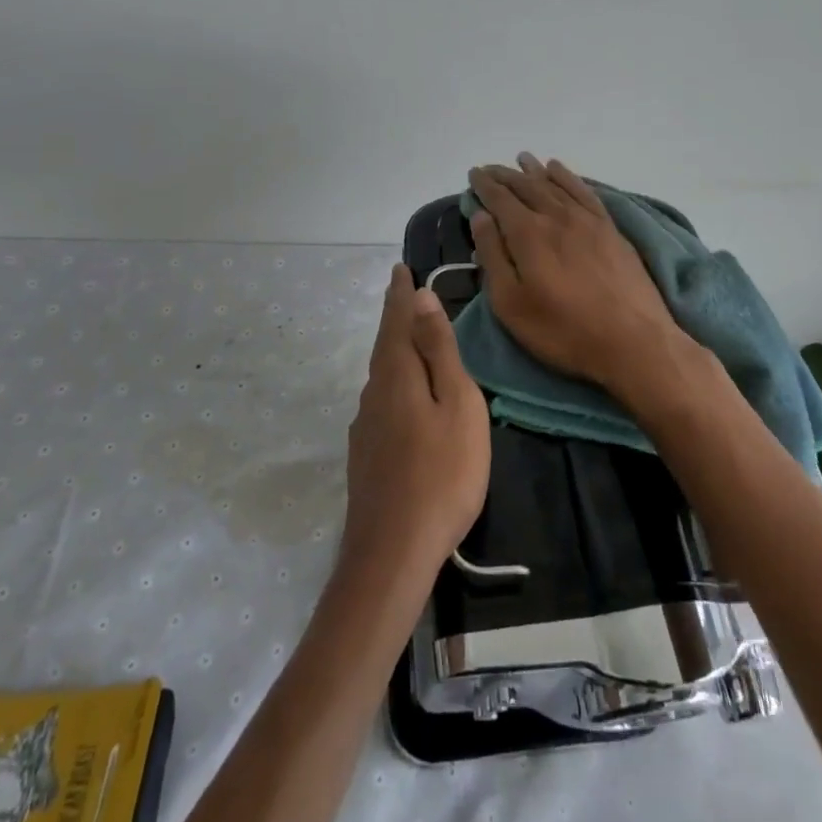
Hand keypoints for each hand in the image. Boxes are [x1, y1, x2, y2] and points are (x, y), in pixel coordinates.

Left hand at [339, 264, 490, 584]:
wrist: (393, 552)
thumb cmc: (442, 473)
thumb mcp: (456, 404)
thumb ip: (439, 351)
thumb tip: (422, 298)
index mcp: (397, 374)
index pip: (397, 320)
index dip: (400, 294)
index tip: (401, 268)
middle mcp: (374, 392)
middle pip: (385, 343)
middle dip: (394, 315)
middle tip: (400, 290)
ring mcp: (365, 425)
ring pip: (381, 372)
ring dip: (393, 346)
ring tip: (405, 333)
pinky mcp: (366, 453)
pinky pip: (381, 398)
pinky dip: (392, 378)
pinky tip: (400, 393)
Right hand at [468, 154, 700, 411]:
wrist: (632, 340)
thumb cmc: (562, 329)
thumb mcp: (511, 303)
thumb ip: (493, 256)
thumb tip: (482, 217)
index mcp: (527, 233)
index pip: (499, 199)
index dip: (484, 185)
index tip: (473, 174)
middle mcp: (556, 216)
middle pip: (525, 186)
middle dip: (504, 175)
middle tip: (489, 168)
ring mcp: (586, 219)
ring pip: (554, 183)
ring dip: (534, 170)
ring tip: (522, 159)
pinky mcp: (609, 228)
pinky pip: (583, 190)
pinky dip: (568, 176)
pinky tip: (559, 170)